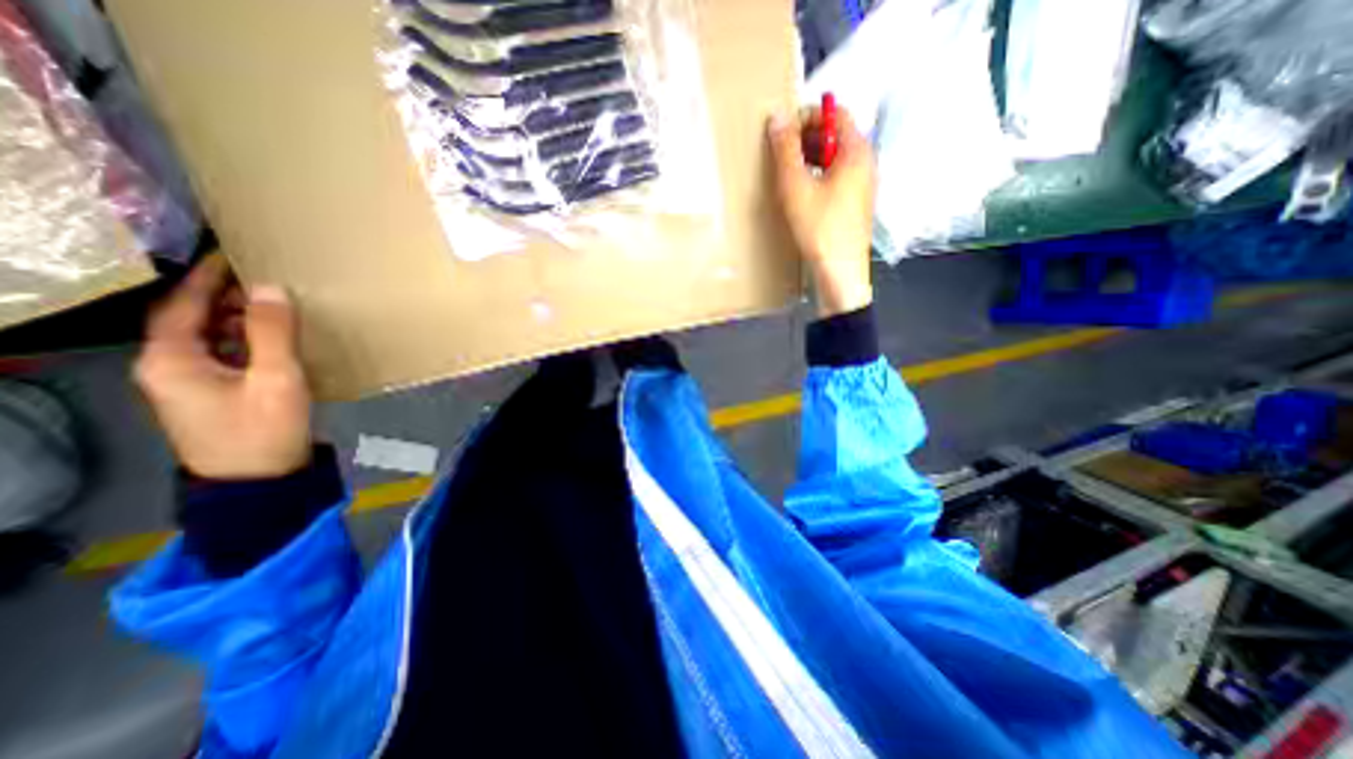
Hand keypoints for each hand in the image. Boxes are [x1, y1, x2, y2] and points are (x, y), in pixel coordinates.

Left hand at [134, 256, 313, 479]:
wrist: (261, 482)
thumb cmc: (263, 429)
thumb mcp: (276, 379)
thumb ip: (272, 333)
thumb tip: (271, 288)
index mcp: (171, 360)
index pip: (180, 306)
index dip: (206, 279)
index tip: (234, 257)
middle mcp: (171, 368)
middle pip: (192, 321)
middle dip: (226, 298)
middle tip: (267, 280)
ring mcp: (193, 385)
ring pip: (211, 339)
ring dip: (238, 320)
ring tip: (277, 305)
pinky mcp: (217, 396)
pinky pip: (228, 356)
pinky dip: (248, 342)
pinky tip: (277, 339)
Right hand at [765, 102, 871, 317]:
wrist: (839, 272)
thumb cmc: (819, 229)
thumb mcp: (795, 188)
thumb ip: (785, 151)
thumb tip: (777, 119)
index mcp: (856, 151)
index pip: (835, 113)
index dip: (807, 117)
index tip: (783, 134)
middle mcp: (866, 163)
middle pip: (836, 135)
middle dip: (807, 139)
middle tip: (781, 156)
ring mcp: (863, 185)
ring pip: (835, 159)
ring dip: (810, 160)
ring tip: (787, 176)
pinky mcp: (856, 204)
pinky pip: (837, 178)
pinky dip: (818, 177)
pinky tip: (802, 195)